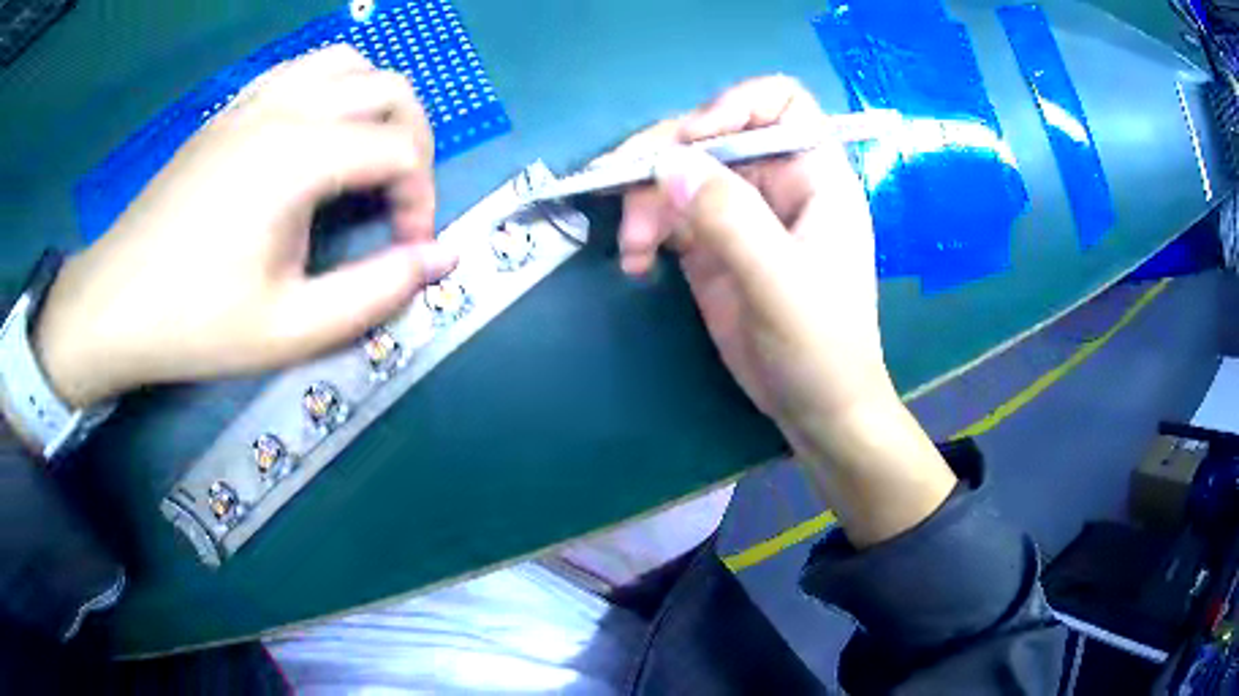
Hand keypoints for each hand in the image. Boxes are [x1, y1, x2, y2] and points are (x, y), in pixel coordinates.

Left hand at [35, 46, 456, 408]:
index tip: (407, 251)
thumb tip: (443, 256)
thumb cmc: (195, 324)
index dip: (422, 200)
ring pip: (349, 64)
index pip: (402, 149)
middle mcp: (285, 108)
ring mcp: (254, 100)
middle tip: (395, 201)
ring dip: (376, 104)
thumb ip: (375, 292)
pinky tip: (316, 136)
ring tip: (362, 159)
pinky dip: (332, 89)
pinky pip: (302, 69)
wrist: (114, 305)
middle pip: (390, 89)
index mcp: (299, 157)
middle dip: (413, 142)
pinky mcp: (231, 109)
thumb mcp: (290, 330)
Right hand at [615, 76, 891, 453]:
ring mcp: (741, 214)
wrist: (817, 409)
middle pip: (713, 135)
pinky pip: (668, 217)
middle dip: (665, 157)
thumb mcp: (782, 283)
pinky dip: (645, 232)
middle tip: (620, 187)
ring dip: (645, 201)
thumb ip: (730, 219)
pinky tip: (636, 266)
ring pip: (681, 175)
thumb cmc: (822, 347)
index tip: (694, 138)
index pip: (780, 104)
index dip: (735, 106)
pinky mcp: (712, 246)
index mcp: (815, 177)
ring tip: (633, 249)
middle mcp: (777, 184)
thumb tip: (668, 161)